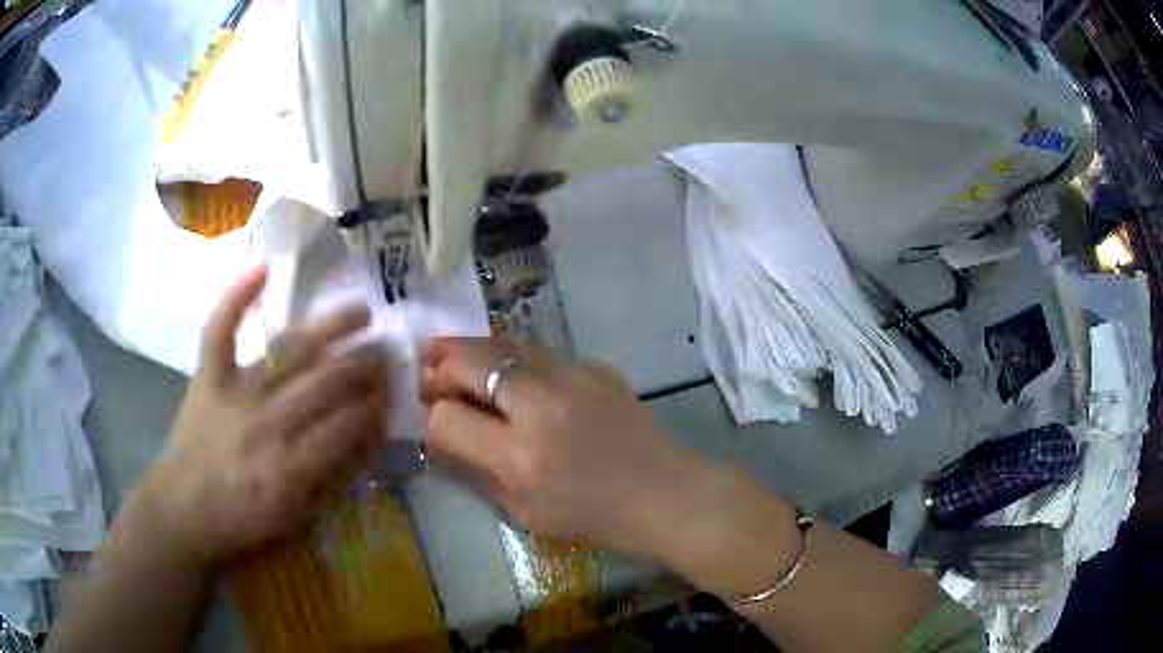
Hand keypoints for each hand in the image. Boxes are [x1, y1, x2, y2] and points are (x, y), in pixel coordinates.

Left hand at [137, 264, 387, 565]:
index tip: (393, 391)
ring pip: (288, 350)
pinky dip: (237, 296)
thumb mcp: (299, 514)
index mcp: (290, 469)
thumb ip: (338, 475)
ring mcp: (234, 393)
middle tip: (387, 351)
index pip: (346, 425)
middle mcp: (266, 425)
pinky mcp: (207, 375)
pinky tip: (263, 266)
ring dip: (330, 326)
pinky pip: (220, 329)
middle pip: (325, 383)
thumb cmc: (244, 518)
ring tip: (361, 309)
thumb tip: (373, 433)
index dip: (375, 405)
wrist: (183, 508)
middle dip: (364, 365)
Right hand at [419, 338, 696, 557]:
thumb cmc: (590, 515)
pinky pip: (539, 354)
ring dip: (470, 348)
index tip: (431, 415)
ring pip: (503, 344)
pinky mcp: (594, 365)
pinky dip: (512, 359)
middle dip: (439, 364)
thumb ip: (472, 471)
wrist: (660, 491)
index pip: (447, 418)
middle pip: (470, 363)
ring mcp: (571, 377)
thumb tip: (436, 435)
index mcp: (519, 456)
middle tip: (424, 365)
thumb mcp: (521, 512)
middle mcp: (540, 406)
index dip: (431, 416)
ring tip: (448, 350)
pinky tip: (508, 373)